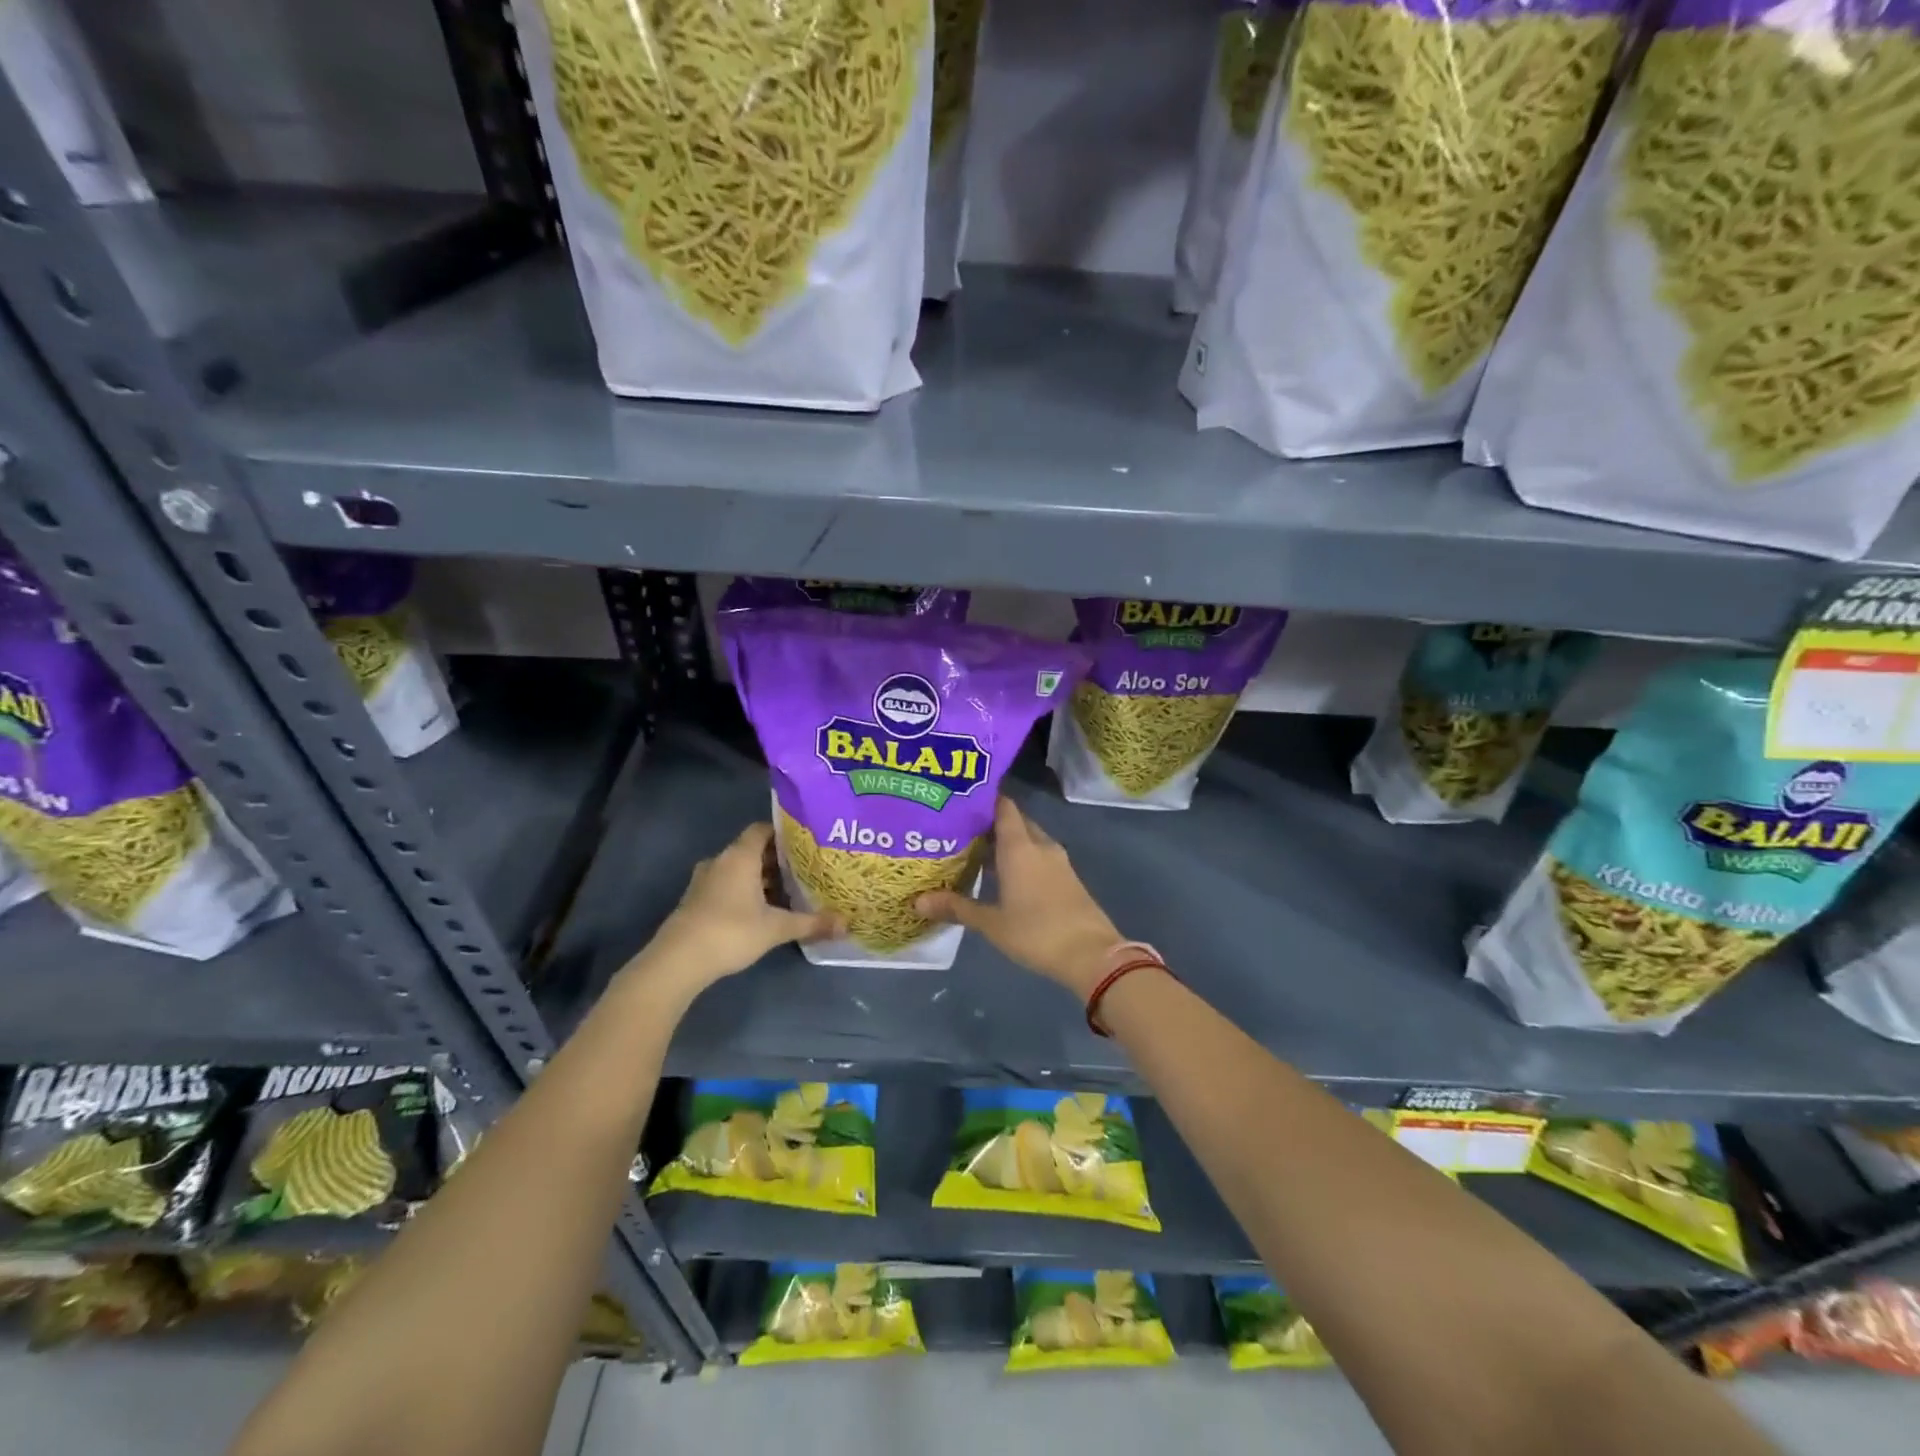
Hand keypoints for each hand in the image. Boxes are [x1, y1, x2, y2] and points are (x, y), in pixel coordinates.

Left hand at [640, 824, 838, 989]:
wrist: (678, 961)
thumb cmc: (731, 931)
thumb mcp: (777, 928)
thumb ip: (811, 923)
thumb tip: (846, 924)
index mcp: (740, 856)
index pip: (762, 829)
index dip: (783, 833)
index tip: (805, 843)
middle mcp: (721, 861)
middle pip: (752, 850)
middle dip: (776, 860)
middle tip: (804, 870)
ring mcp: (704, 881)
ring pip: (738, 870)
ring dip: (759, 879)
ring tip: (787, 892)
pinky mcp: (696, 901)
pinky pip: (726, 886)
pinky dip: (743, 892)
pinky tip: (761, 911)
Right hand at [917, 797, 1121, 997]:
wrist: (1092, 955)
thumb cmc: (1037, 932)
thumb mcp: (991, 923)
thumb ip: (956, 907)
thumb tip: (918, 901)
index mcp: (1020, 846)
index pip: (1003, 806)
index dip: (984, 799)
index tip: (960, 800)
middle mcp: (1040, 845)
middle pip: (1016, 822)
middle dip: (992, 823)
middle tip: (961, 829)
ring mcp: (1058, 861)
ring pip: (1029, 840)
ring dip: (1008, 843)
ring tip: (977, 851)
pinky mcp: (1068, 878)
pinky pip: (1040, 857)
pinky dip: (1022, 858)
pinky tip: (1004, 876)